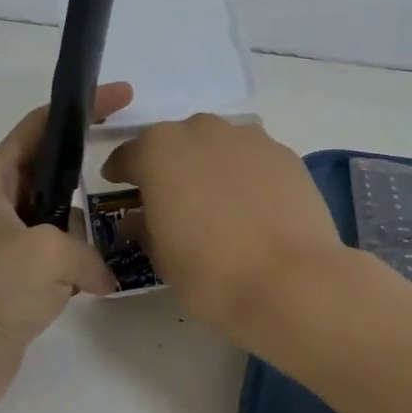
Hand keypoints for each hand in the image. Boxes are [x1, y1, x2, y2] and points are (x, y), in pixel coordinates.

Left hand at [0, 82, 133, 412]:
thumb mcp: (47, 254)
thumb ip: (86, 252)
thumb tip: (99, 277)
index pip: (38, 127)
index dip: (79, 107)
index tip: (121, 96)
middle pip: (50, 172)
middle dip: (87, 168)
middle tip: (134, 164)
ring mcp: (4, 246)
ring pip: (57, 220)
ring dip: (85, 227)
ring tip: (124, 230)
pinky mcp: (14, 283)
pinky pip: (56, 260)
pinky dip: (78, 266)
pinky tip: (102, 279)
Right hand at [101, 114, 345, 334]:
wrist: (290, 281)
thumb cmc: (210, 273)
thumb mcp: (161, 258)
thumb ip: (145, 228)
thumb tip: (141, 220)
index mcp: (159, 150)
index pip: (129, 155)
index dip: (122, 173)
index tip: (120, 187)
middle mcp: (202, 131)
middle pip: (177, 143)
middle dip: (170, 166)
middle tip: (172, 199)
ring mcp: (248, 138)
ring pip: (218, 146)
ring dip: (211, 166)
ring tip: (218, 202)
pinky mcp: (285, 154)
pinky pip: (253, 159)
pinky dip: (246, 175)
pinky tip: (253, 206)